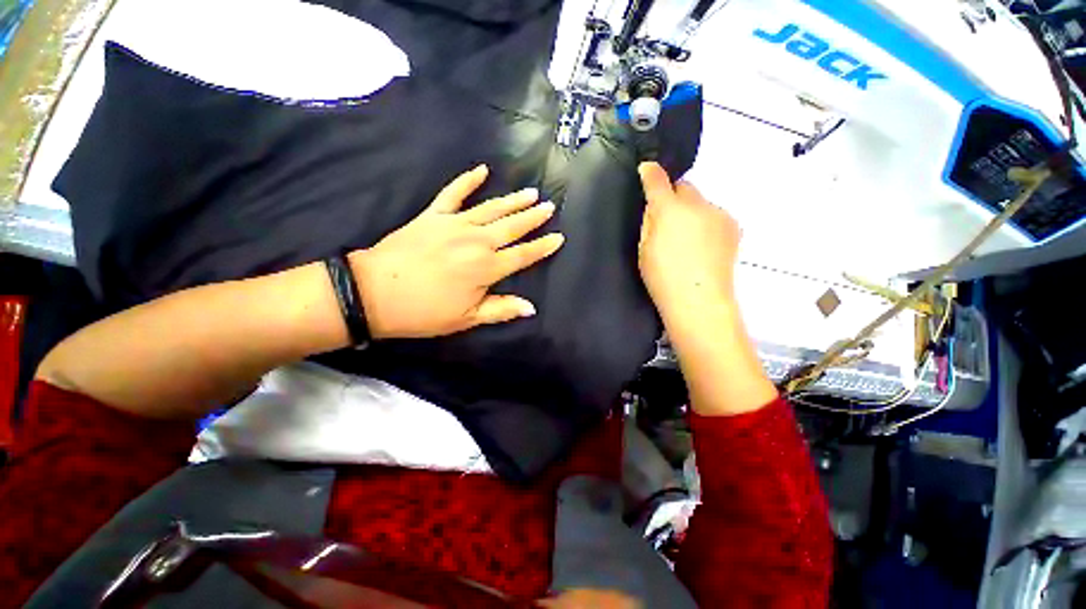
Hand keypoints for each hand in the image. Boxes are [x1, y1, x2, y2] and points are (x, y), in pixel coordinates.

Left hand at [349, 165, 563, 338]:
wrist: (374, 293)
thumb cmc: (424, 311)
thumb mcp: (466, 318)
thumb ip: (501, 310)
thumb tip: (531, 308)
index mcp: (486, 268)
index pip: (523, 255)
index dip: (542, 247)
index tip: (559, 237)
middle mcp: (476, 241)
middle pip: (512, 227)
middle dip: (533, 217)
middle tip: (549, 206)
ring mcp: (454, 224)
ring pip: (491, 208)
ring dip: (513, 200)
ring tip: (530, 192)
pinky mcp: (433, 215)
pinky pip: (453, 193)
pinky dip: (467, 180)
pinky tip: (481, 170)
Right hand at [637, 162, 740, 316]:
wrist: (699, 299)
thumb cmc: (662, 277)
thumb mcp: (643, 249)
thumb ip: (649, 222)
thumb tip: (654, 205)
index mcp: (669, 210)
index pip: (658, 181)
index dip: (650, 172)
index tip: (646, 169)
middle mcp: (697, 204)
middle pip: (684, 187)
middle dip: (674, 196)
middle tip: (667, 219)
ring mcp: (719, 214)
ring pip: (700, 202)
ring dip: (691, 211)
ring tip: (687, 238)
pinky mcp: (733, 226)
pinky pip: (714, 215)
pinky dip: (706, 222)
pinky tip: (702, 245)